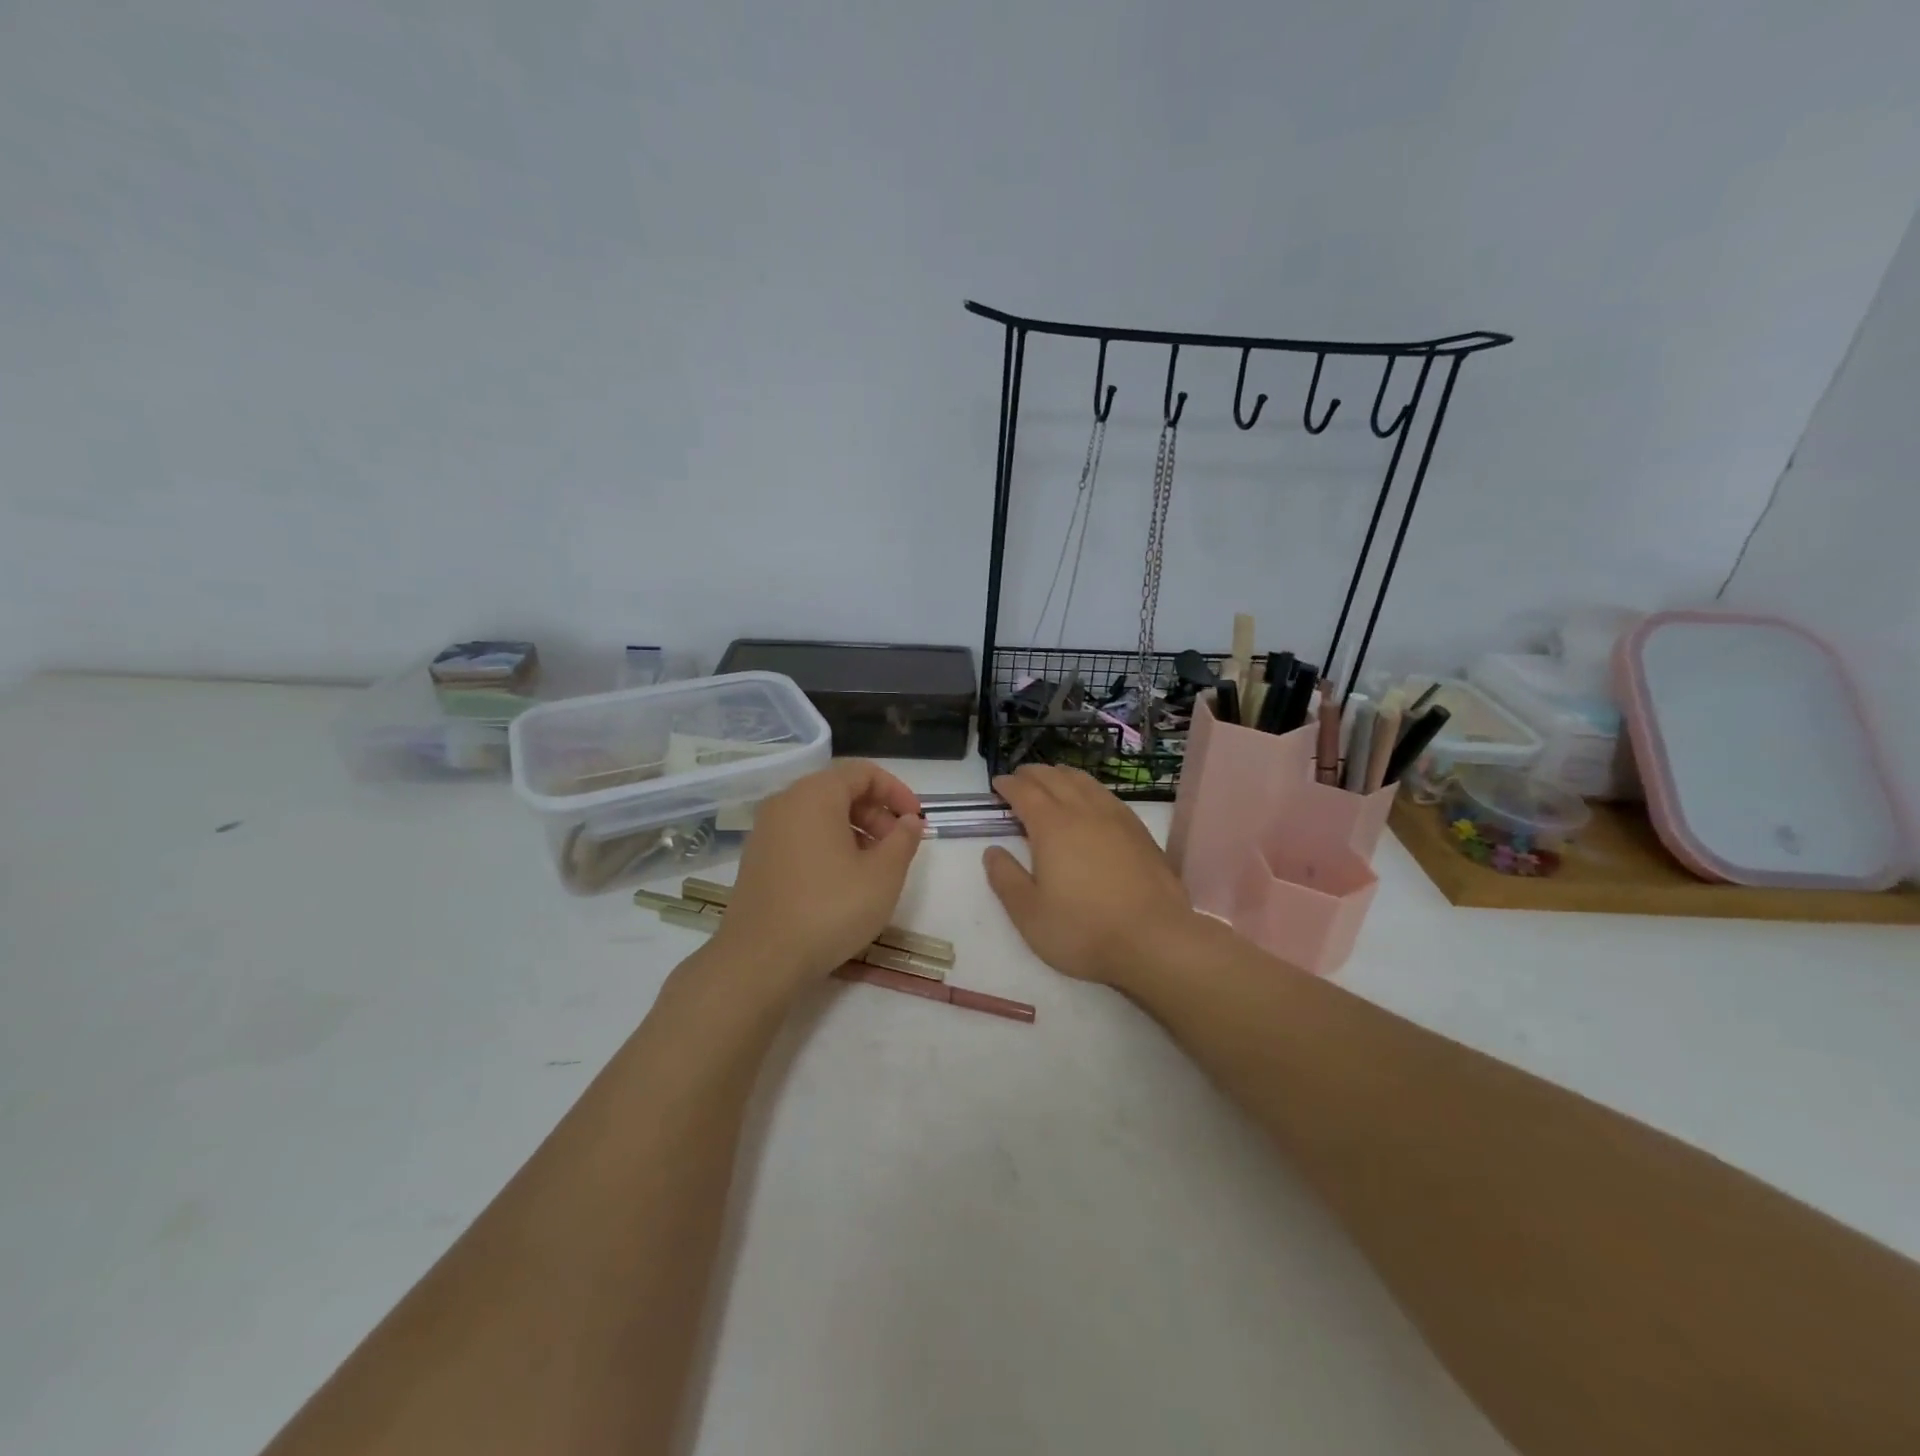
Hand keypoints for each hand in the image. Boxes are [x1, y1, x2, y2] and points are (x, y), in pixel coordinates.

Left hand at [716, 760, 923, 988]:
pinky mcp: (757, 859)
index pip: (863, 772)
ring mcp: (766, 831)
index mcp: (815, 795)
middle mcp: (785, 803)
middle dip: (876, 813)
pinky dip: (829, 845)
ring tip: (875, 867)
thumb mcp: (883, 875)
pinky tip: (843, 881)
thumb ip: (903, 840)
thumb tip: (908, 822)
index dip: (897, 791)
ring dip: (855, 831)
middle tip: (898, 847)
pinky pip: (801, 836)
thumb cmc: (829, 909)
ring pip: (820, 815)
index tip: (916, 822)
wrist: (760, 960)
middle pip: (840, 791)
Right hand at [982, 765, 1197, 985]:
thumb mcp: (1029, 914)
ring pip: (1084, 782)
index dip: (1008, 785)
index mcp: (1052, 826)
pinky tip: (1091, 800)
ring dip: (1062, 775)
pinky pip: (1107, 795)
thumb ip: (1006, 879)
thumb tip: (992, 851)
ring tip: (1053, 778)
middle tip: (1020, 777)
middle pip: (1054, 779)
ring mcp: (1116, 818)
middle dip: (1033, 774)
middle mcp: (1083, 811)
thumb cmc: (1083, 930)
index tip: (997, 784)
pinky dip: (1089, 788)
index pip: (1025, 792)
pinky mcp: (1140, 831)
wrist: (1154, 940)